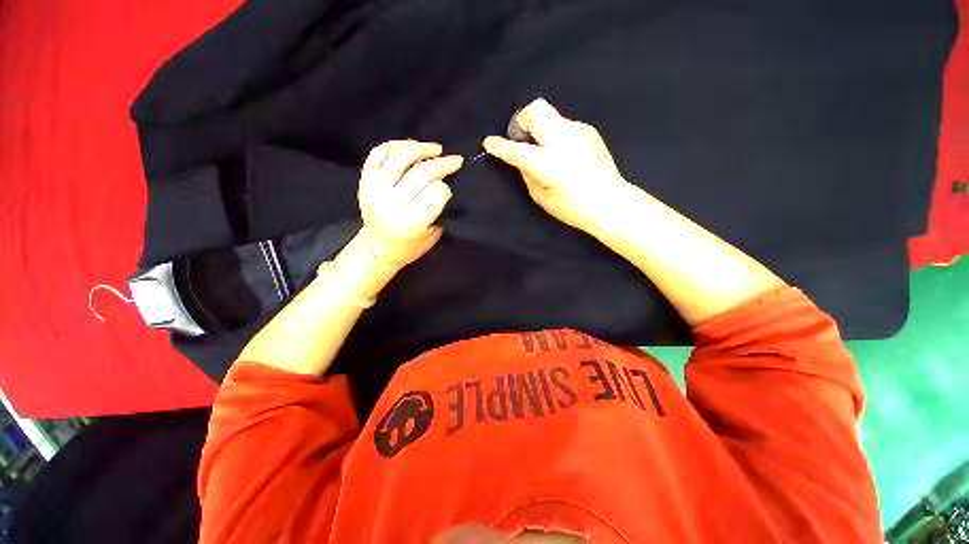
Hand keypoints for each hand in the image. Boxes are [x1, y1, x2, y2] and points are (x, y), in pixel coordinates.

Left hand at [357, 140, 462, 265]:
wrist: (379, 249)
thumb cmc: (411, 246)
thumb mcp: (432, 234)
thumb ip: (438, 208)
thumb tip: (444, 179)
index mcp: (411, 222)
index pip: (436, 192)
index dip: (446, 188)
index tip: (450, 188)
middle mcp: (391, 204)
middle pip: (421, 173)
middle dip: (443, 164)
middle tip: (456, 160)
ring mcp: (374, 191)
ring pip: (400, 158)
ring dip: (421, 149)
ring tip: (436, 149)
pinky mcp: (364, 183)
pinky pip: (378, 155)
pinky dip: (395, 145)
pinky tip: (411, 145)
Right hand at [483, 98, 631, 233]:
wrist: (610, 202)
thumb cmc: (573, 207)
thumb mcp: (541, 197)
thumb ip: (527, 173)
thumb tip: (521, 158)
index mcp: (549, 163)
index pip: (518, 150)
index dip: (500, 146)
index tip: (489, 142)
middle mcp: (563, 140)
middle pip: (536, 109)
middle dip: (522, 120)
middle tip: (521, 139)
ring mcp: (579, 132)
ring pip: (550, 116)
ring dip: (540, 130)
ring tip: (544, 151)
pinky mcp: (589, 131)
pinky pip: (563, 126)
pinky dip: (555, 136)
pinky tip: (562, 154)